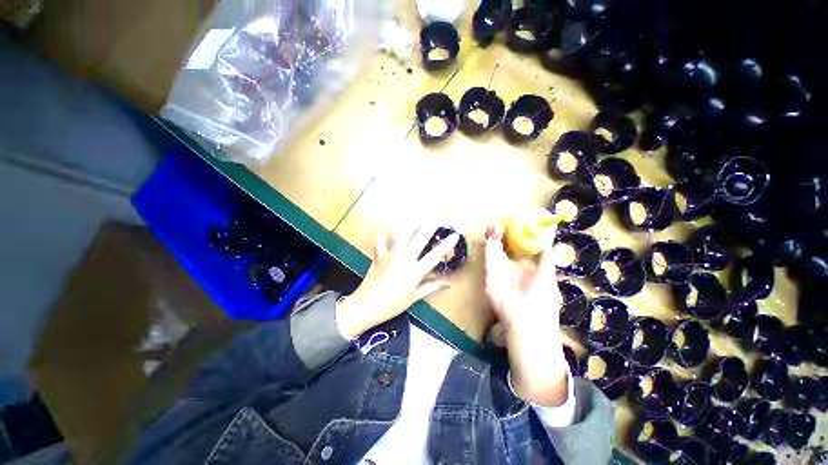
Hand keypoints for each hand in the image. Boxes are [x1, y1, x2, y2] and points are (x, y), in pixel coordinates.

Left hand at [336, 226, 459, 338]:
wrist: (365, 305)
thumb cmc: (391, 305)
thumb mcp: (413, 298)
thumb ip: (430, 287)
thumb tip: (447, 283)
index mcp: (414, 271)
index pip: (434, 256)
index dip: (446, 245)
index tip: (455, 235)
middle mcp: (404, 259)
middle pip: (419, 240)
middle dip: (429, 228)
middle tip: (437, 217)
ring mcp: (391, 255)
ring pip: (402, 236)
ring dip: (411, 225)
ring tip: (417, 216)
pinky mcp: (379, 256)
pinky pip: (381, 242)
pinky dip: (382, 235)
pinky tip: (383, 228)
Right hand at [484, 225, 568, 406]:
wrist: (530, 325)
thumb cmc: (543, 302)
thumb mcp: (548, 275)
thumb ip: (546, 258)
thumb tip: (548, 241)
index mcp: (523, 269)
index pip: (515, 249)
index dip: (513, 237)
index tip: (512, 224)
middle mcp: (508, 270)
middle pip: (502, 249)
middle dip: (500, 236)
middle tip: (499, 222)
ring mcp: (498, 275)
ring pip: (494, 253)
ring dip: (493, 240)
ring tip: (494, 226)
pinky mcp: (490, 280)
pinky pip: (489, 262)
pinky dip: (489, 250)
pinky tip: (492, 238)